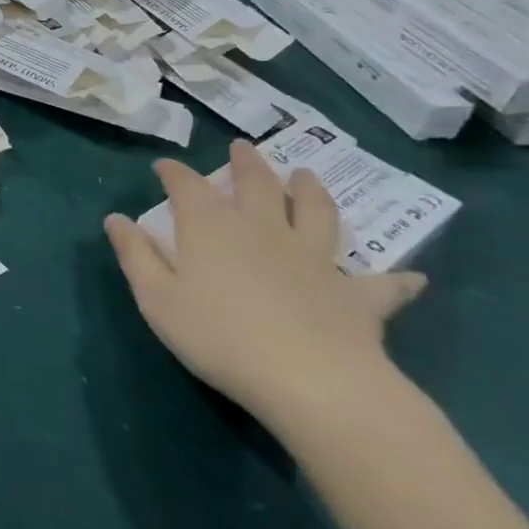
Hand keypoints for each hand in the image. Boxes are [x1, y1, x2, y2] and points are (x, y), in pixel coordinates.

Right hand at [103, 141, 424, 431]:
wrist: (311, 381)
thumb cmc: (219, 337)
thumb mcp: (157, 298)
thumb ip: (136, 255)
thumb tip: (116, 218)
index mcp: (211, 227)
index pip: (187, 186)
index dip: (174, 173)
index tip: (164, 167)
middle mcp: (263, 229)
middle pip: (256, 184)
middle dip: (246, 163)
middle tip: (243, 147)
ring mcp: (315, 258)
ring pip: (316, 213)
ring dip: (311, 191)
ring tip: (307, 176)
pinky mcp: (357, 295)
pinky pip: (381, 284)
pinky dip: (395, 280)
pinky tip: (411, 277)